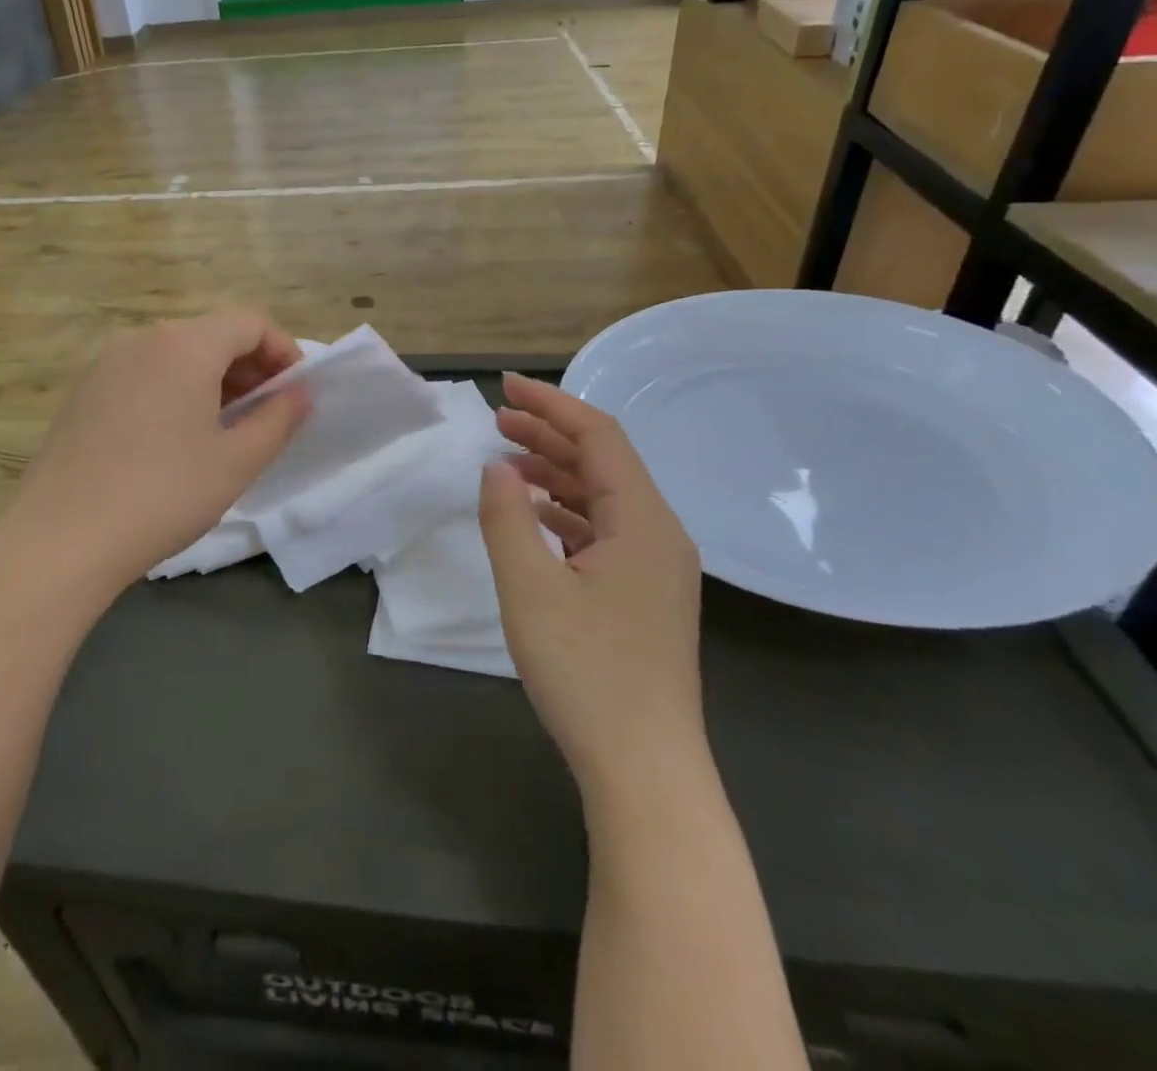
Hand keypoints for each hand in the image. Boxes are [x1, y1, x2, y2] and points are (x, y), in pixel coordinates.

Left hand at [3, 310, 308, 593]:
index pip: (249, 323)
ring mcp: (106, 364)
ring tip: (227, 428)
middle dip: (250, 367)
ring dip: (214, 380)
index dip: (283, 351)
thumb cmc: (163, 494)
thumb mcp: (236, 462)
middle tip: (268, 414)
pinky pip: (145, 374)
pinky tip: (177, 438)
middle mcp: (143, 339)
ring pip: (176, 355)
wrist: (62, 538)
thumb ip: (278, 419)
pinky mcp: (84, 391)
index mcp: (184, 345)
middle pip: (212, 335)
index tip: (296, 392)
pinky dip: (176, 390)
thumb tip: (300, 394)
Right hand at [478, 373, 705, 802]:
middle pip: (603, 463)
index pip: (599, 437)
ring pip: (603, 498)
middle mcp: (660, 534)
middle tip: (497, 419)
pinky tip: (533, 518)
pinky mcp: (645, 597)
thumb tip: (496, 468)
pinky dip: (565, 513)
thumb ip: (505, 518)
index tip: (505, 387)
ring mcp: (656, 569)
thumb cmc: (586, 672)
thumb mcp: (529, 589)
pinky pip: (604, 533)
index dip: (552, 405)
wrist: (645, 770)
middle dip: (550, 435)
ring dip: (555, 474)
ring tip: (506, 461)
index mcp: (643, 521)